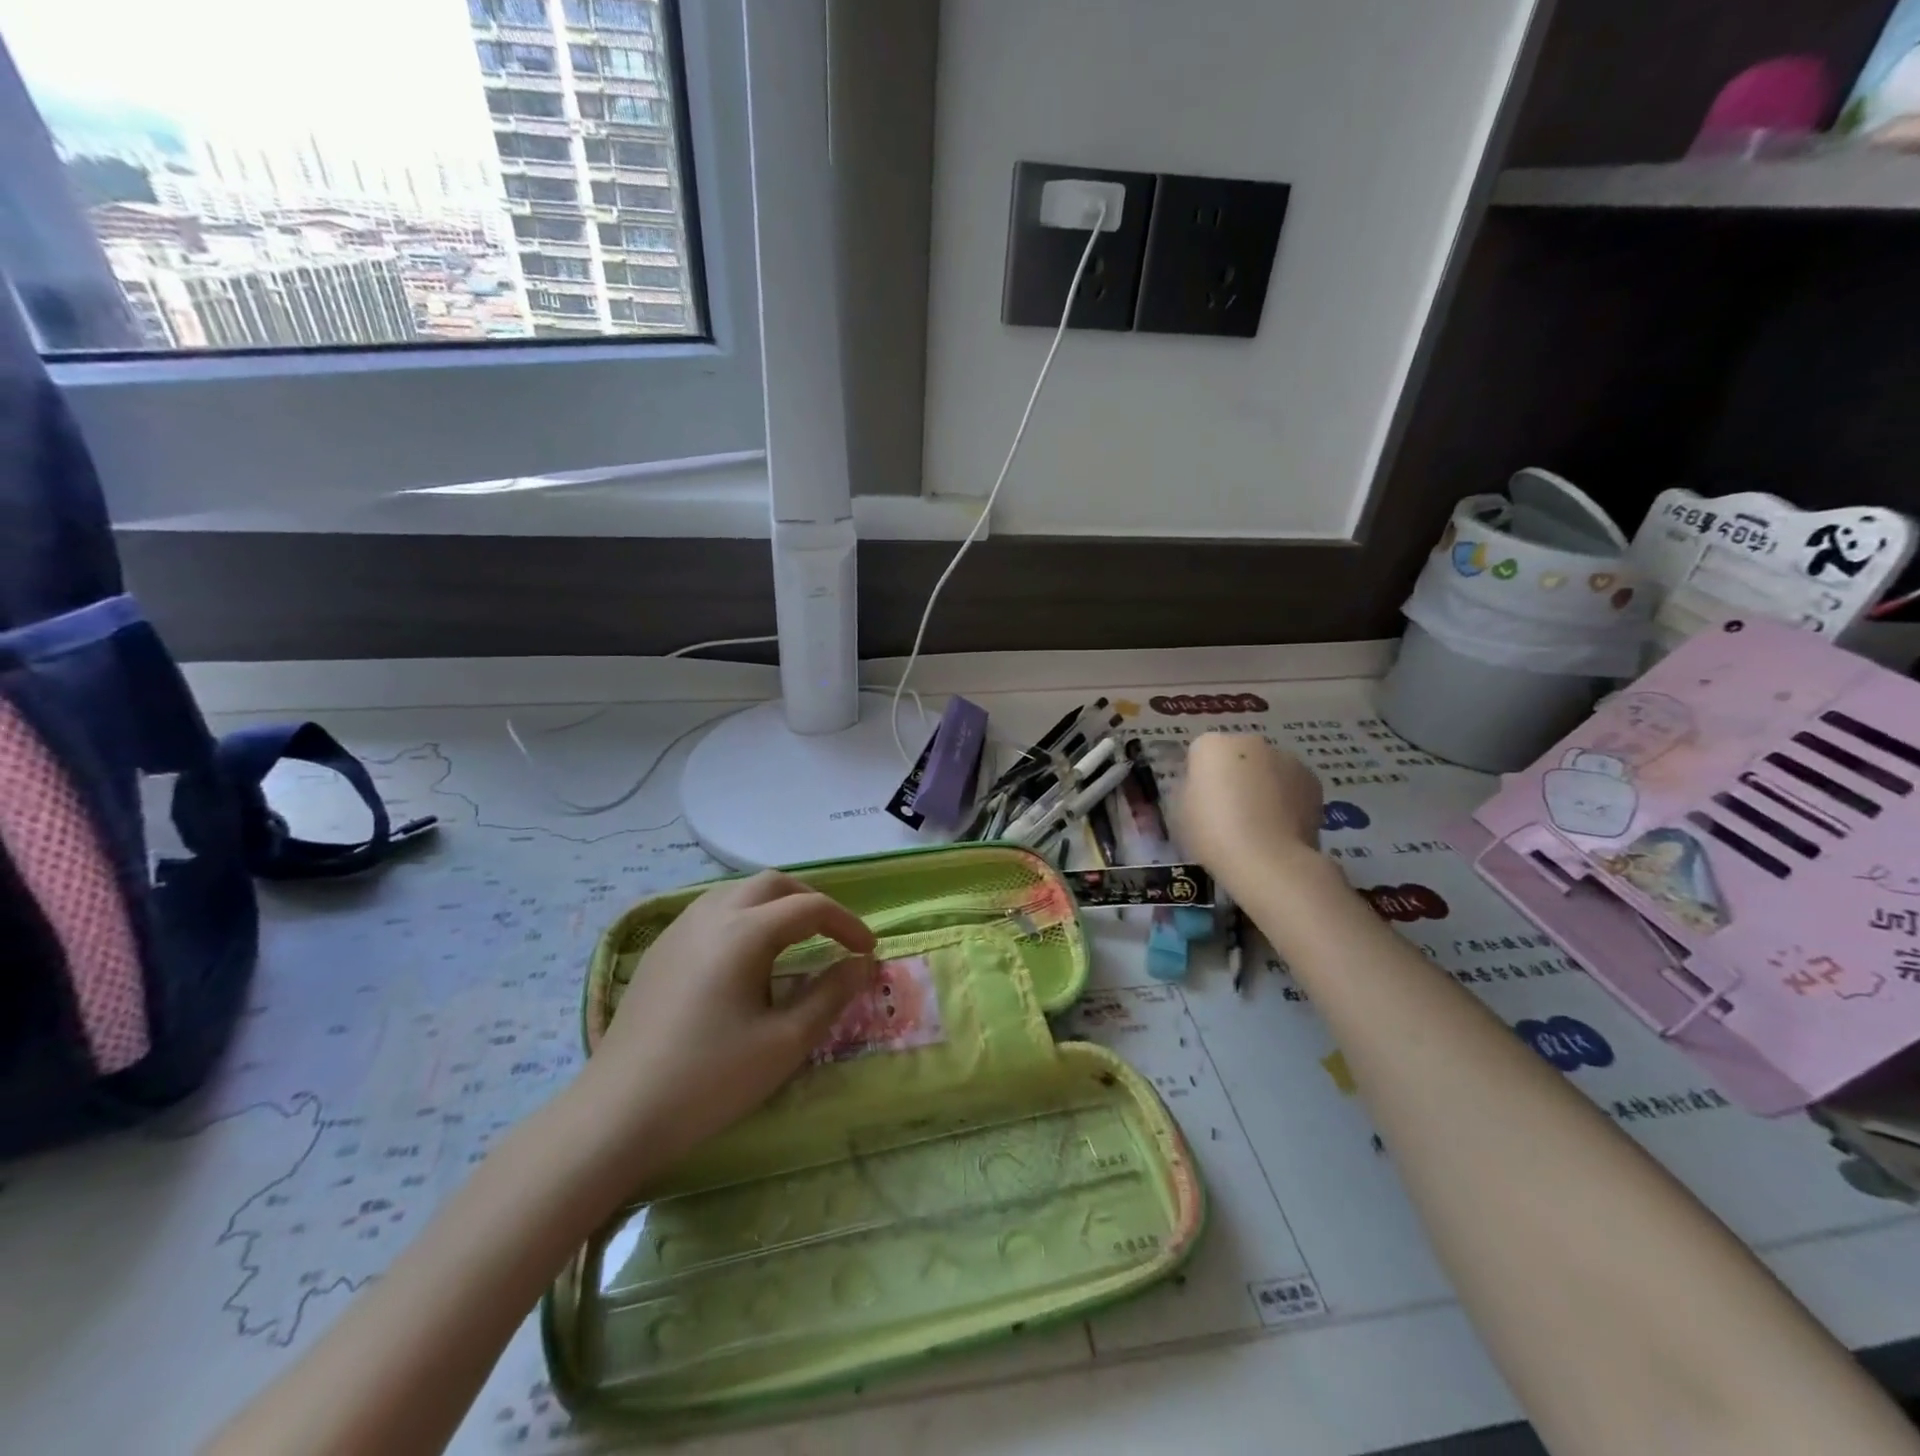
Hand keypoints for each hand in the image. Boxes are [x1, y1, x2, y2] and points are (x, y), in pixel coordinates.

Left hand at [581, 870, 876, 1166]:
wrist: (616, 1115)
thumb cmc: (709, 1079)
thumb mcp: (784, 1042)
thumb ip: (830, 995)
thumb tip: (862, 965)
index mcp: (745, 932)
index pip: (810, 908)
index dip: (847, 924)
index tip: (868, 951)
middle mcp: (711, 915)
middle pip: (773, 884)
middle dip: (811, 902)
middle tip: (834, 935)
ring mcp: (679, 929)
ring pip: (738, 892)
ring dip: (775, 905)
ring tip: (795, 940)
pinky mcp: (659, 950)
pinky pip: (712, 910)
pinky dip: (744, 916)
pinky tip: (745, 956)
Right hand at [1176, 732, 1325, 898]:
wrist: (1268, 860)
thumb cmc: (1212, 834)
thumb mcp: (1178, 813)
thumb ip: (1188, 790)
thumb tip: (1202, 789)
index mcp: (1211, 745)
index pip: (1199, 755)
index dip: (1199, 780)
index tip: (1200, 805)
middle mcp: (1249, 742)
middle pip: (1236, 756)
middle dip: (1233, 777)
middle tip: (1229, 814)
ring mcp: (1285, 758)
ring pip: (1266, 769)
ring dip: (1261, 786)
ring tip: (1259, 825)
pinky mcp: (1312, 781)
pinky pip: (1290, 786)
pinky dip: (1286, 800)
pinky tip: (1280, 828)